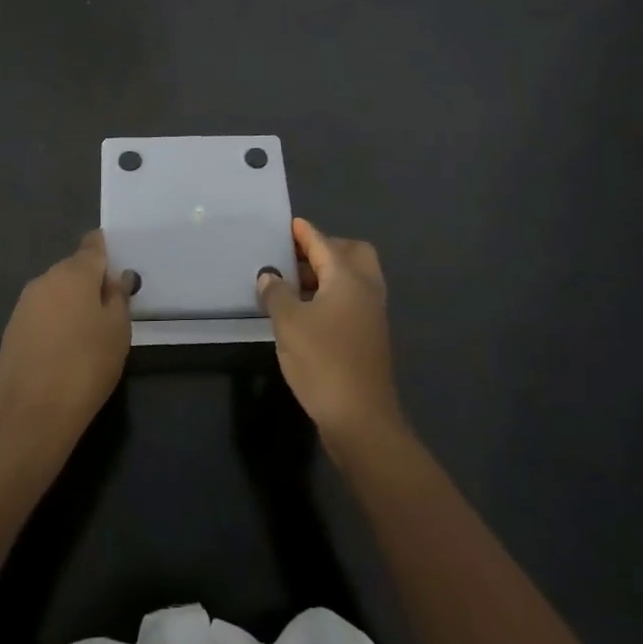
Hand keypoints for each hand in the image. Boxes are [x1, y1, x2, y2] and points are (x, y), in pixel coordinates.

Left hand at [0, 231, 135, 460]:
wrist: (32, 415)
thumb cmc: (86, 366)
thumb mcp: (118, 331)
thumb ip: (118, 297)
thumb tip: (116, 277)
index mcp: (74, 272)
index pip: (93, 245)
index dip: (106, 251)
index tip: (117, 268)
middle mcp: (45, 279)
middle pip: (73, 269)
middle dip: (90, 282)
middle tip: (108, 311)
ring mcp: (24, 304)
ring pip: (55, 292)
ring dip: (70, 303)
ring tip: (87, 335)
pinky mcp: (11, 330)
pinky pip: (41, 314)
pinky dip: (54, 323)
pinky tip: (63, 350)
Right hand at [257, 219, 403, 461]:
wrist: (361, 420)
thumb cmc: (323, 361)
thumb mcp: (288, 323)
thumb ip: (276, 293)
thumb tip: (269, 275)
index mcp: (348, 277)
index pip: (322, 242)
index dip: (303, 232)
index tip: (288, 223)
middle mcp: (366, 288)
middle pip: (351, 253)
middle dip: (324, 249)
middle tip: (294, 257)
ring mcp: (372, 314)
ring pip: (353, 278)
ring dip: (327, 274)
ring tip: (293, 284)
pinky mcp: (370, 337)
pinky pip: (352, 300)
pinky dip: (332, 295)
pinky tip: (307, 312)